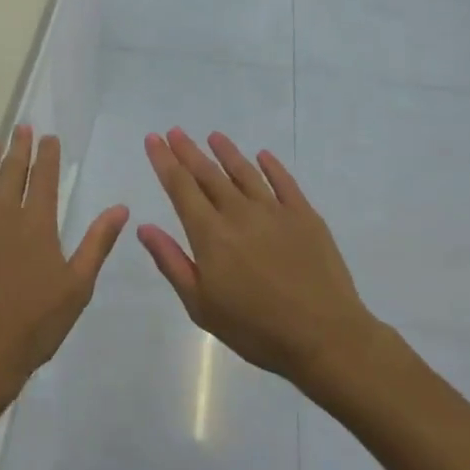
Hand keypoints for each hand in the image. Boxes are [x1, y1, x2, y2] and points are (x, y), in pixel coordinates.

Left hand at [0, 127, 128, 414]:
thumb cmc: (34, 325)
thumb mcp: (77, 287)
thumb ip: (97, 243)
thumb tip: (120, 207)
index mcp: (36, 223)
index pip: (43, 177)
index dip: (47, 154)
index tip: (49, 137)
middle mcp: (2, 214)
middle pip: (11, 171)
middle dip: (18, 147)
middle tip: (21, 129)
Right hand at [139, 129, 376, 387]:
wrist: (325, 337)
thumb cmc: (256, 329)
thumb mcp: (201, 305)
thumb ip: (172, 262)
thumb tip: (144, 227)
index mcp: (211, 234)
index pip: (181, 187)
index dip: (165, 161)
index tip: (154, 139)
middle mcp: (239, 213)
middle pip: (209, 174)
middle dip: (188, 151)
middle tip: (175, 131)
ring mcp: (275, 211)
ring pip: (244, 172)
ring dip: (227, 152)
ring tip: (213, 136)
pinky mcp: (305, 216)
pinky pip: (284, 182)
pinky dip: (271, 166)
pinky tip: (262, 155)